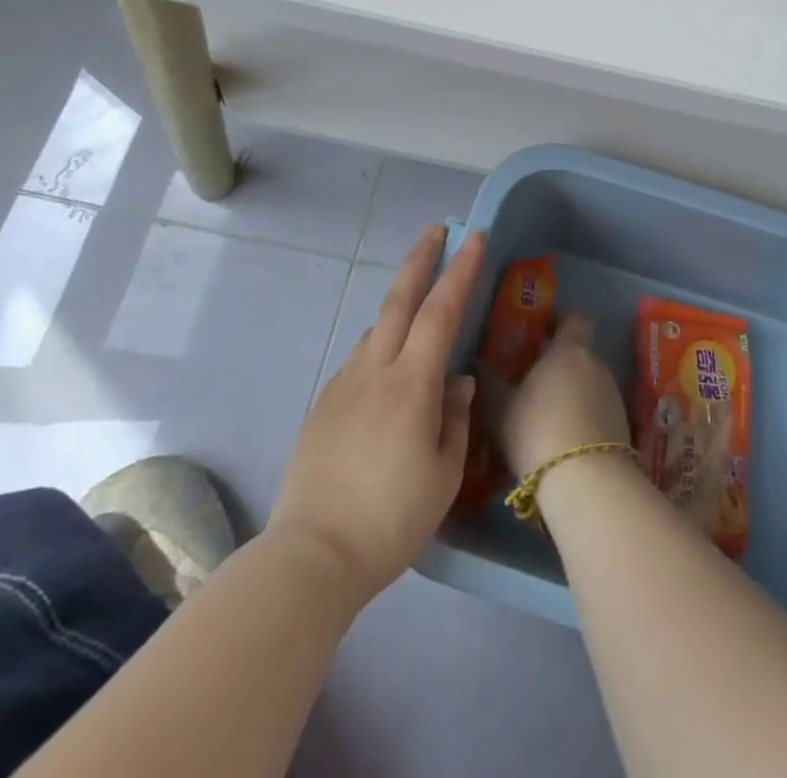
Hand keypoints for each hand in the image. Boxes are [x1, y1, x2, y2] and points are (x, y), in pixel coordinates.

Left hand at [265, 226, 480, 605]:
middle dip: (420, 259)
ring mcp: (343, 385)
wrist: (312, 556)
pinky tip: (388, 373)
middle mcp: (374, 371)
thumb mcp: (444, 474)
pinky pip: (359, 361)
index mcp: (411, 384)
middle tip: (437, 230)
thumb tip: (456, 382)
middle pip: (398, 300)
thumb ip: (455, 418)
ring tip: (420, 307)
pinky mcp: (323, 406)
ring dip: (399, 305)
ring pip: (376, 330)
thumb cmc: (391, 518)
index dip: (460, 271)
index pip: (441, 311)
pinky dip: (380, 347)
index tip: (474, 237)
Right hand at [494, 315, 629, 478]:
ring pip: (590, 383)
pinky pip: (599, 411)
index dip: (558, 322)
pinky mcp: (623, 425)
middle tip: (533, 382)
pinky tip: (565, 441)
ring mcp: (613, 395)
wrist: (586, 480)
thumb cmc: (537, 430)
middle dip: (560, 364)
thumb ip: (489, 382)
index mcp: (569, 350)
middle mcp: (596, 364)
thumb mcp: (500, 408)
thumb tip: (477, 364)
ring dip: (572, 393)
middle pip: (580, 354)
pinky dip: (584, 418)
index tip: (539, 333)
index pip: (573, 319)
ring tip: (546, 417)